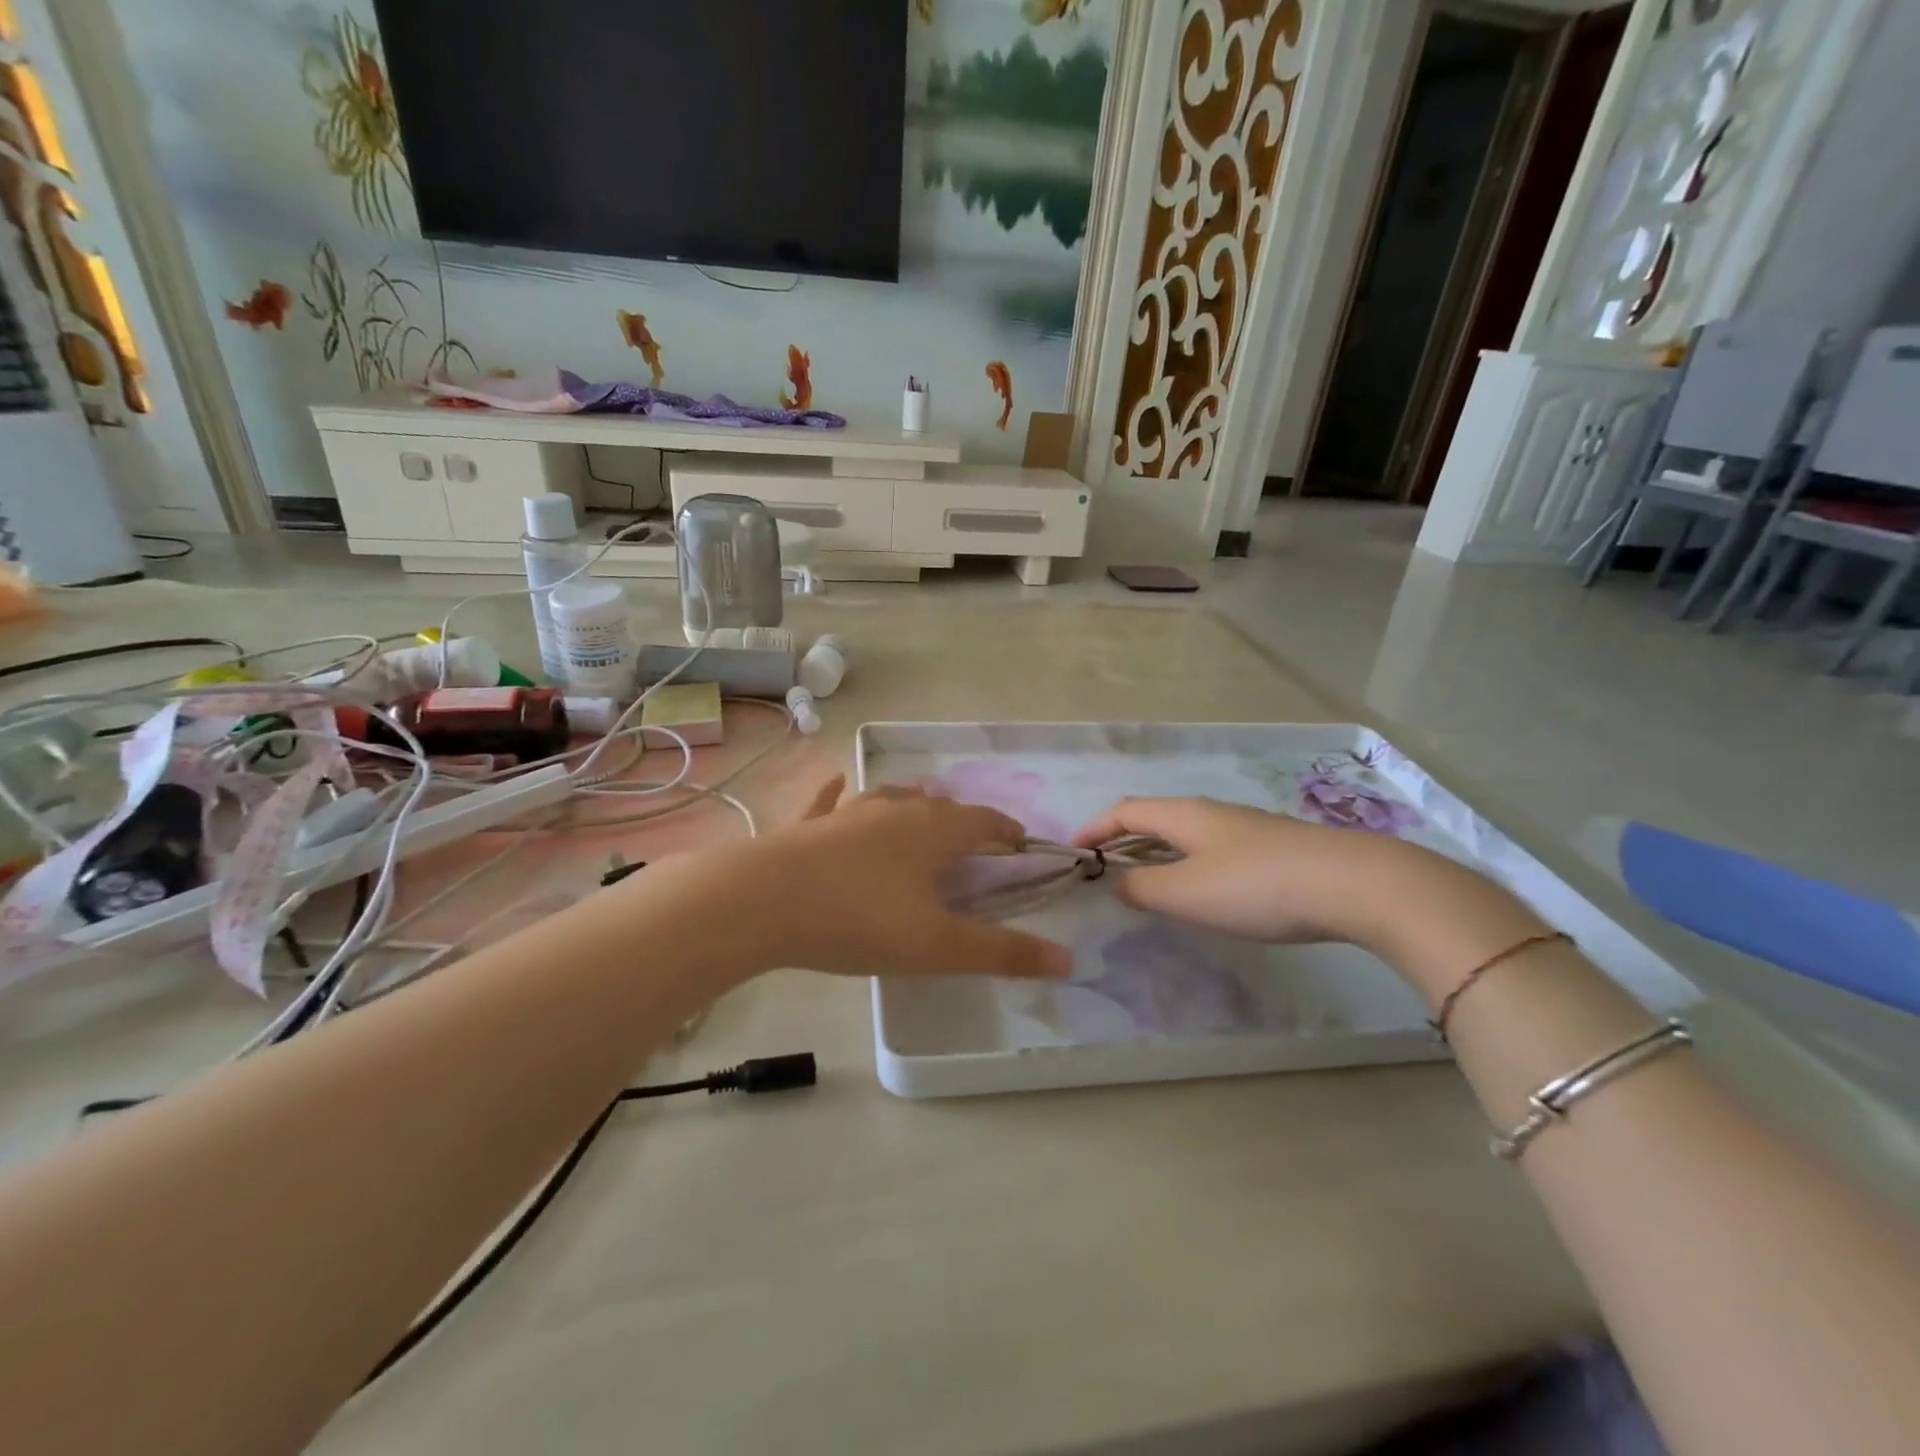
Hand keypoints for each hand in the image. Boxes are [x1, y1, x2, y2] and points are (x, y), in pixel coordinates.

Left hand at [731, 778, 1072, 980]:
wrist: (761, 902)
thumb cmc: (860, 919)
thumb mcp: (937, 946)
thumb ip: (1002, 954)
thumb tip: (1069, 960)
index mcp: (932, 831)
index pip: (983, 821)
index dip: (1005, 830)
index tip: (1020, 842)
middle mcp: (893, 810)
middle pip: (938, 806)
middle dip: (960, 820)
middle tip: (971, 840)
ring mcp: (846, 813)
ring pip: (888, 797)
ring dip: (910, 803)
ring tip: (920, 807)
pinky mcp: (806, 826)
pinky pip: (828, 801)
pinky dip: (838, 794)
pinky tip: (836, 783)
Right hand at [1073, 798, 1549, 993]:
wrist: (1354, 884)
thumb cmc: (1256, 887)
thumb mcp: (1187, 893)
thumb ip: (1143, 887)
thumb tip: (1118, 881)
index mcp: (1183, 815)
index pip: (1125, 811)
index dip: (1095, 828)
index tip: (1073, 851)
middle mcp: (1211, 812)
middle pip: (1155, 817)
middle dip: (1123, 839)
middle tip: (1104, 868)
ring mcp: (1246, 828)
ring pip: (1186, 832)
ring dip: (1157, 851)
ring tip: (1146, 880)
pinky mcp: (1273, 848)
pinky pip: (1212, 848)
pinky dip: (1188, 862)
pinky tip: (1202, 888)